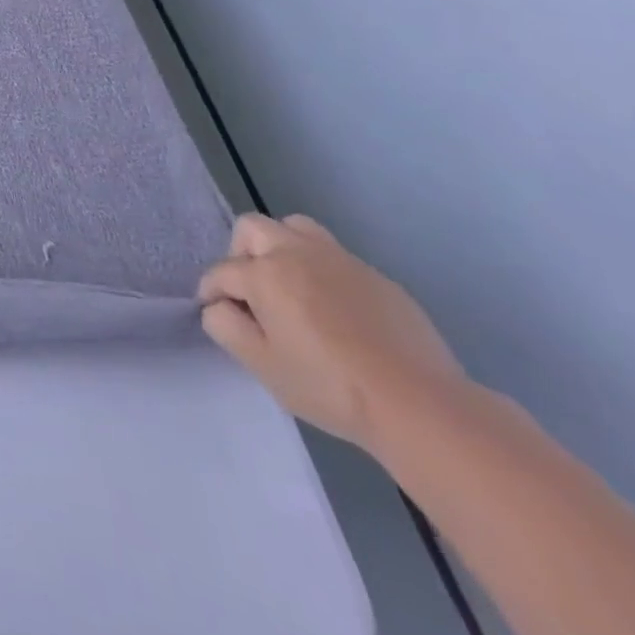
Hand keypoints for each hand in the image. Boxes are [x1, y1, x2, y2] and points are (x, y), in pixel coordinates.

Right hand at [197, 214, 467, 454]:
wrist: (421, 406)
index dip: (212, 293)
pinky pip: (335, 259)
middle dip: (240, 254)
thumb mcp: (261, 364)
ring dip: (282, 249)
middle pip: (252, 229)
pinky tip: (336, 312)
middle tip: (252, 293)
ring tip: (291, 287)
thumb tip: (219, 306)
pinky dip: (322, 273)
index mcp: (264, 273)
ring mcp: (341, 261)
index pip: (221, 272)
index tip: (218, 314)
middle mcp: (297, 253)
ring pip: (295, 228)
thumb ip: (224, 326)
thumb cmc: (329, 385)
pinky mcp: (377, 277)